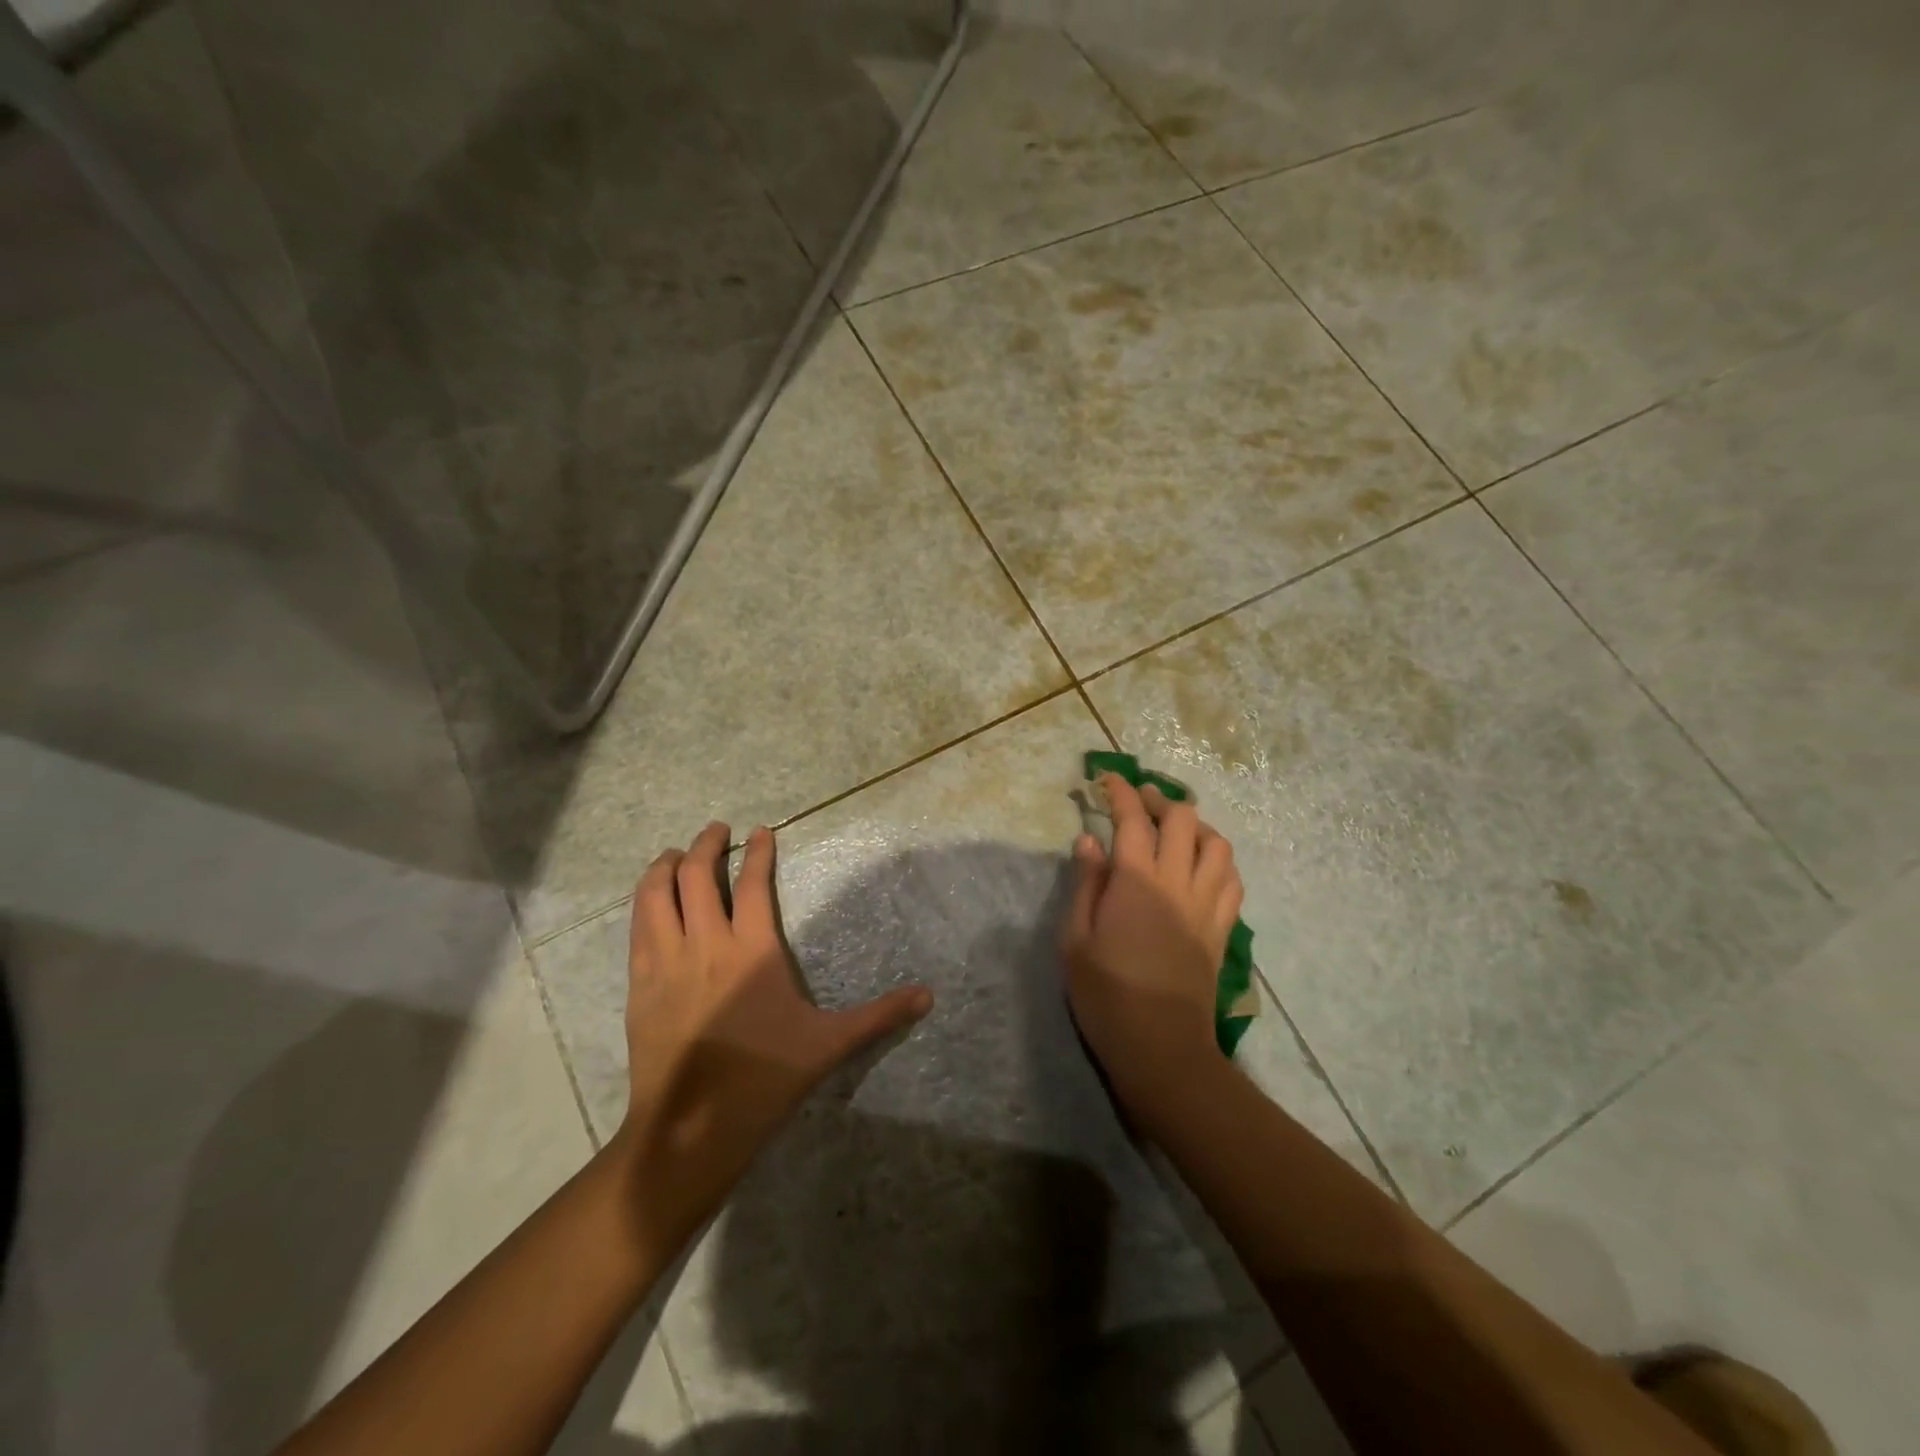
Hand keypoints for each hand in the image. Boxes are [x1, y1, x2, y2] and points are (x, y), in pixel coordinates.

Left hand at [612, 823, 931, 1242]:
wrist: (691, 1129)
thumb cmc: (764, 1079)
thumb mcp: (829, 1045)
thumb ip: (879, 1015)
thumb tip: (929, 995)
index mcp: (752, 951)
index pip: (752, 884)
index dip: (757, 852)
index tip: (761, 831)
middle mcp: (705, 944)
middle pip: (695, 876)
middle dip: (706, 844)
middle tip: (716, 830)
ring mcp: (666, 963)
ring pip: (656, 895)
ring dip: (665, 865)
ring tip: (674, 853)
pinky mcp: (639, 986)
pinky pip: (637, 927)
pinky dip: (644, 901)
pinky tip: (651, 900)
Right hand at [1060, 775, 1242, 1105]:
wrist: (1161, 1047)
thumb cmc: (1106, 994)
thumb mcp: (1075, 939)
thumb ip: (1085, 884)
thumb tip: (1089, 840)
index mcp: (1137, 881)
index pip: (1133, 818)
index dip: (1120, 791)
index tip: (1106, 779)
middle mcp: (1178, 882)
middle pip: (1183, 819)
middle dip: (1160, 800)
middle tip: (1138, 803)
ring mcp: (1207, 905)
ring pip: (1217, 844)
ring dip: (1196, 827)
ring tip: (1173, 831)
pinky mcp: (1222, 928)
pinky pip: (1232, 880)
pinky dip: (1217, 861)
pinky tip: (1200, 868)